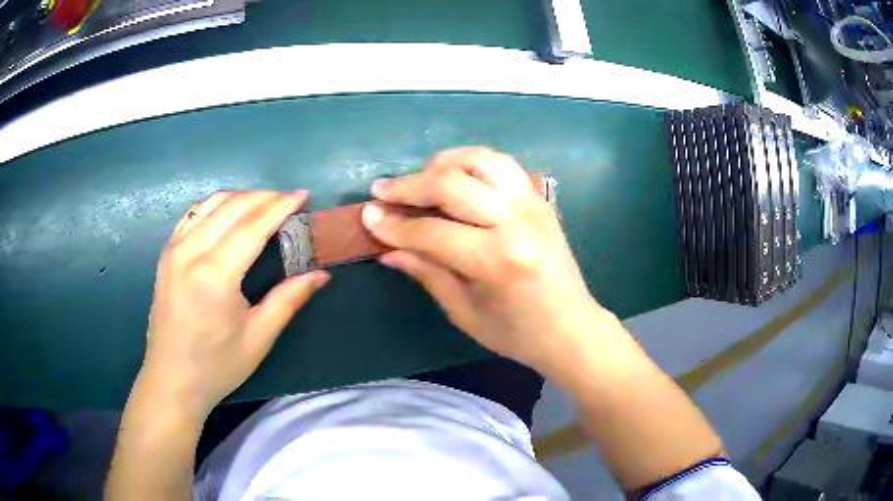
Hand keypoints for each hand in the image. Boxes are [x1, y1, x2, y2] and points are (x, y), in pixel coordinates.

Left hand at [141, 191, 329, 416]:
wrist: (171, 379)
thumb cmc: (217, 366)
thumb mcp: (258, 338)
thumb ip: (288, 300)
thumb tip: (321, 274)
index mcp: (214, 276)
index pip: (252, 226)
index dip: (280, 206)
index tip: (303, 194)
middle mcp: (190, 252)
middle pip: (232, 207)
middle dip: (264, 197)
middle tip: (289, 200)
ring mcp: (174, 249)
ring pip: (211, 204)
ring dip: (241, 197)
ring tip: (264, 204)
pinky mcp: (166, 253)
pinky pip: (193, 214)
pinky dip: (216, 205)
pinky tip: (229, 212)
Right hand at [363, 146, 604, 372]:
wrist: (572, 328)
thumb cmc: (518, 333)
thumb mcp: (465, 312)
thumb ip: (427, 272)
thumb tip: (387, 248)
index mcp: (498, 260)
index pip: (432, 231)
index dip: (394, 225)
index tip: (368, 217)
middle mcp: (516, 221)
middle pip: (451, 183)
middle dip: (408, 186)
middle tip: (381, 191)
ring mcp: (532, 203)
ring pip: (479, 160)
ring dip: (441, 163)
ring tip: (419, 179)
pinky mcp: (539, 198)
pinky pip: (501, 164)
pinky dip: (471, 162)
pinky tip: (454, 176)